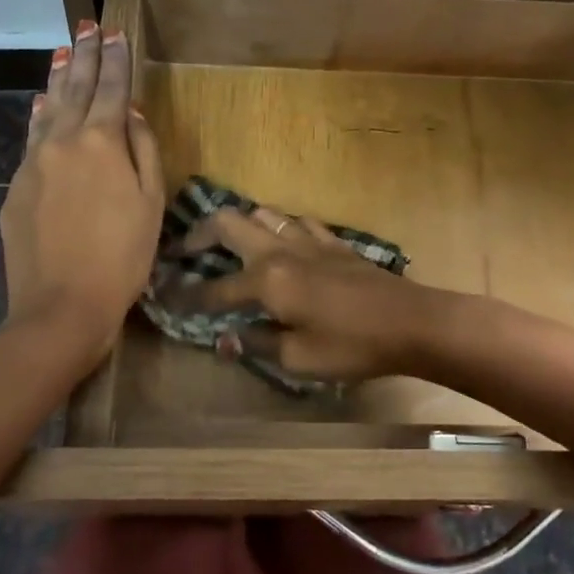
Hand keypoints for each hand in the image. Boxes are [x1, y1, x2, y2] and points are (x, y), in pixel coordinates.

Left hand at [0, 21, 163, 366]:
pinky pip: (31, 141)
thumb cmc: (122, 259)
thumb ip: (144, 152)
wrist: (62, 306)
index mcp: (101, 143)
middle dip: (84, 56)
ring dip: (58, 79)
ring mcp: (33, 163)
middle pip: (75, 89)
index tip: (116, 32)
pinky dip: (40, 118)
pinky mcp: (16, 189)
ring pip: (48, 110)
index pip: (111, 90)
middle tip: (87, 26)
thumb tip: (133, 114)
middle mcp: (63, 141)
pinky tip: (42, 106)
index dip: (116, 60)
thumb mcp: (150, 205)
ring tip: (63, 52)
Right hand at [170, 205, 446, 382]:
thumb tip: (225, 339)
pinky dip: (278, 228)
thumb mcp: (299, 358)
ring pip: (263, 214)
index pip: (214, 289)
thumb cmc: (352, 346)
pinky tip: (281, 243)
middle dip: (199, 234)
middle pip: (229, 223)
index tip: (162, 297)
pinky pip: (297, 222)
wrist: (411, 322)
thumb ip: (257, 343)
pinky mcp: (333, 242)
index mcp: (266, 280)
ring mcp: (309, 240)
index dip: (186, 297)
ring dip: (239, 224)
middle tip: (183, 251)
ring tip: (227, 244)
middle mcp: (280, 251)